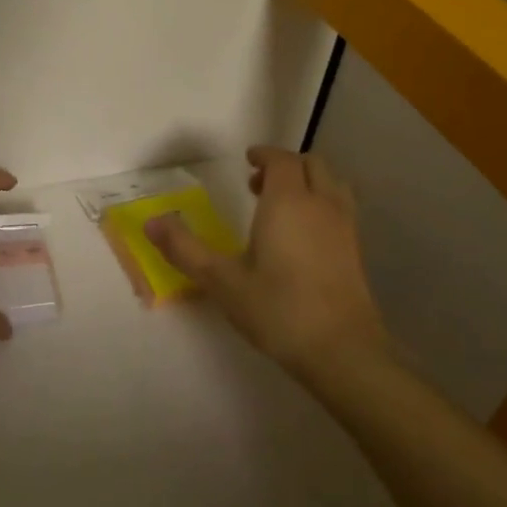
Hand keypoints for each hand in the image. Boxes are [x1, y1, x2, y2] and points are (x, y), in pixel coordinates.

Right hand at [146, 146, 385, 376]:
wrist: (343, 351)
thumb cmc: (278, 309)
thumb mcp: (221, 280)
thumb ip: (184, 248)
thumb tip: (150, 223)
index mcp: (288, 202)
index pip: (281, 160)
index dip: (264, 155)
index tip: (247, 160)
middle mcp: (321, 205)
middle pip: (312, 165)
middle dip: (285, 166)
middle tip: (257, 183)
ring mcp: (344, 227)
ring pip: (331, 184)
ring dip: (307, 182)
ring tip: (280, 205)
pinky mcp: (356, 251)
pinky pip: (340, 208)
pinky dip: (321, 204)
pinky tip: (301, 235)